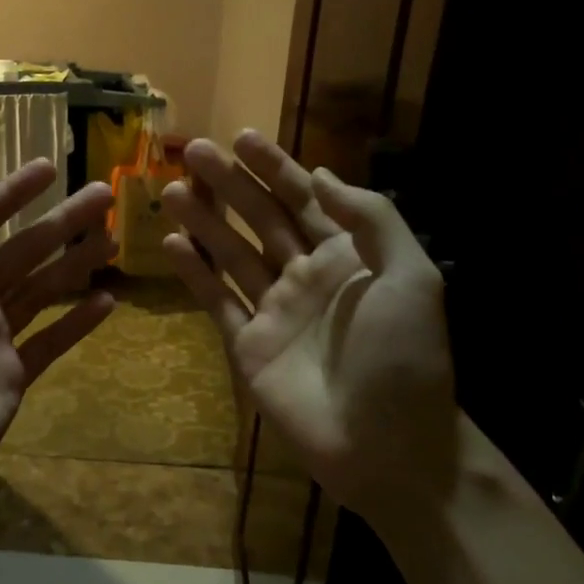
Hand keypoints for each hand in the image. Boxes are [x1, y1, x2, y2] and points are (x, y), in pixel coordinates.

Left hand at [0, 160, 115, 535]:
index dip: (13, 194)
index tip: (47, 168)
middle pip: (25, 250)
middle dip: (61, 222)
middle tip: (102, 194)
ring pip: (44, 289)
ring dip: (77, 263)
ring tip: (113, 239)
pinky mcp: (14, 376)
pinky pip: (52, 342)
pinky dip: (78, 322)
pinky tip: (107, 301)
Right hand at [159, 131, 456, 539]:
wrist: (386, 446)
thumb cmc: (403, 357)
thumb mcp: (411, 276)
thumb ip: (371, 219)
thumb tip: (320, 175)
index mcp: (349, 256)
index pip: (305, 199)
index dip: (275, 167)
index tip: (243, 137)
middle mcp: (307, 276)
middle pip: (261, 219)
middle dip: (230, 184)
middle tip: (193, 151)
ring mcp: (274, 311)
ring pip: (232, 254)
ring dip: (204, 221)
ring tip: (173, 191)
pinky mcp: (248, 345)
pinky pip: (217, 301)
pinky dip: (194, 273)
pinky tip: (172, 244)